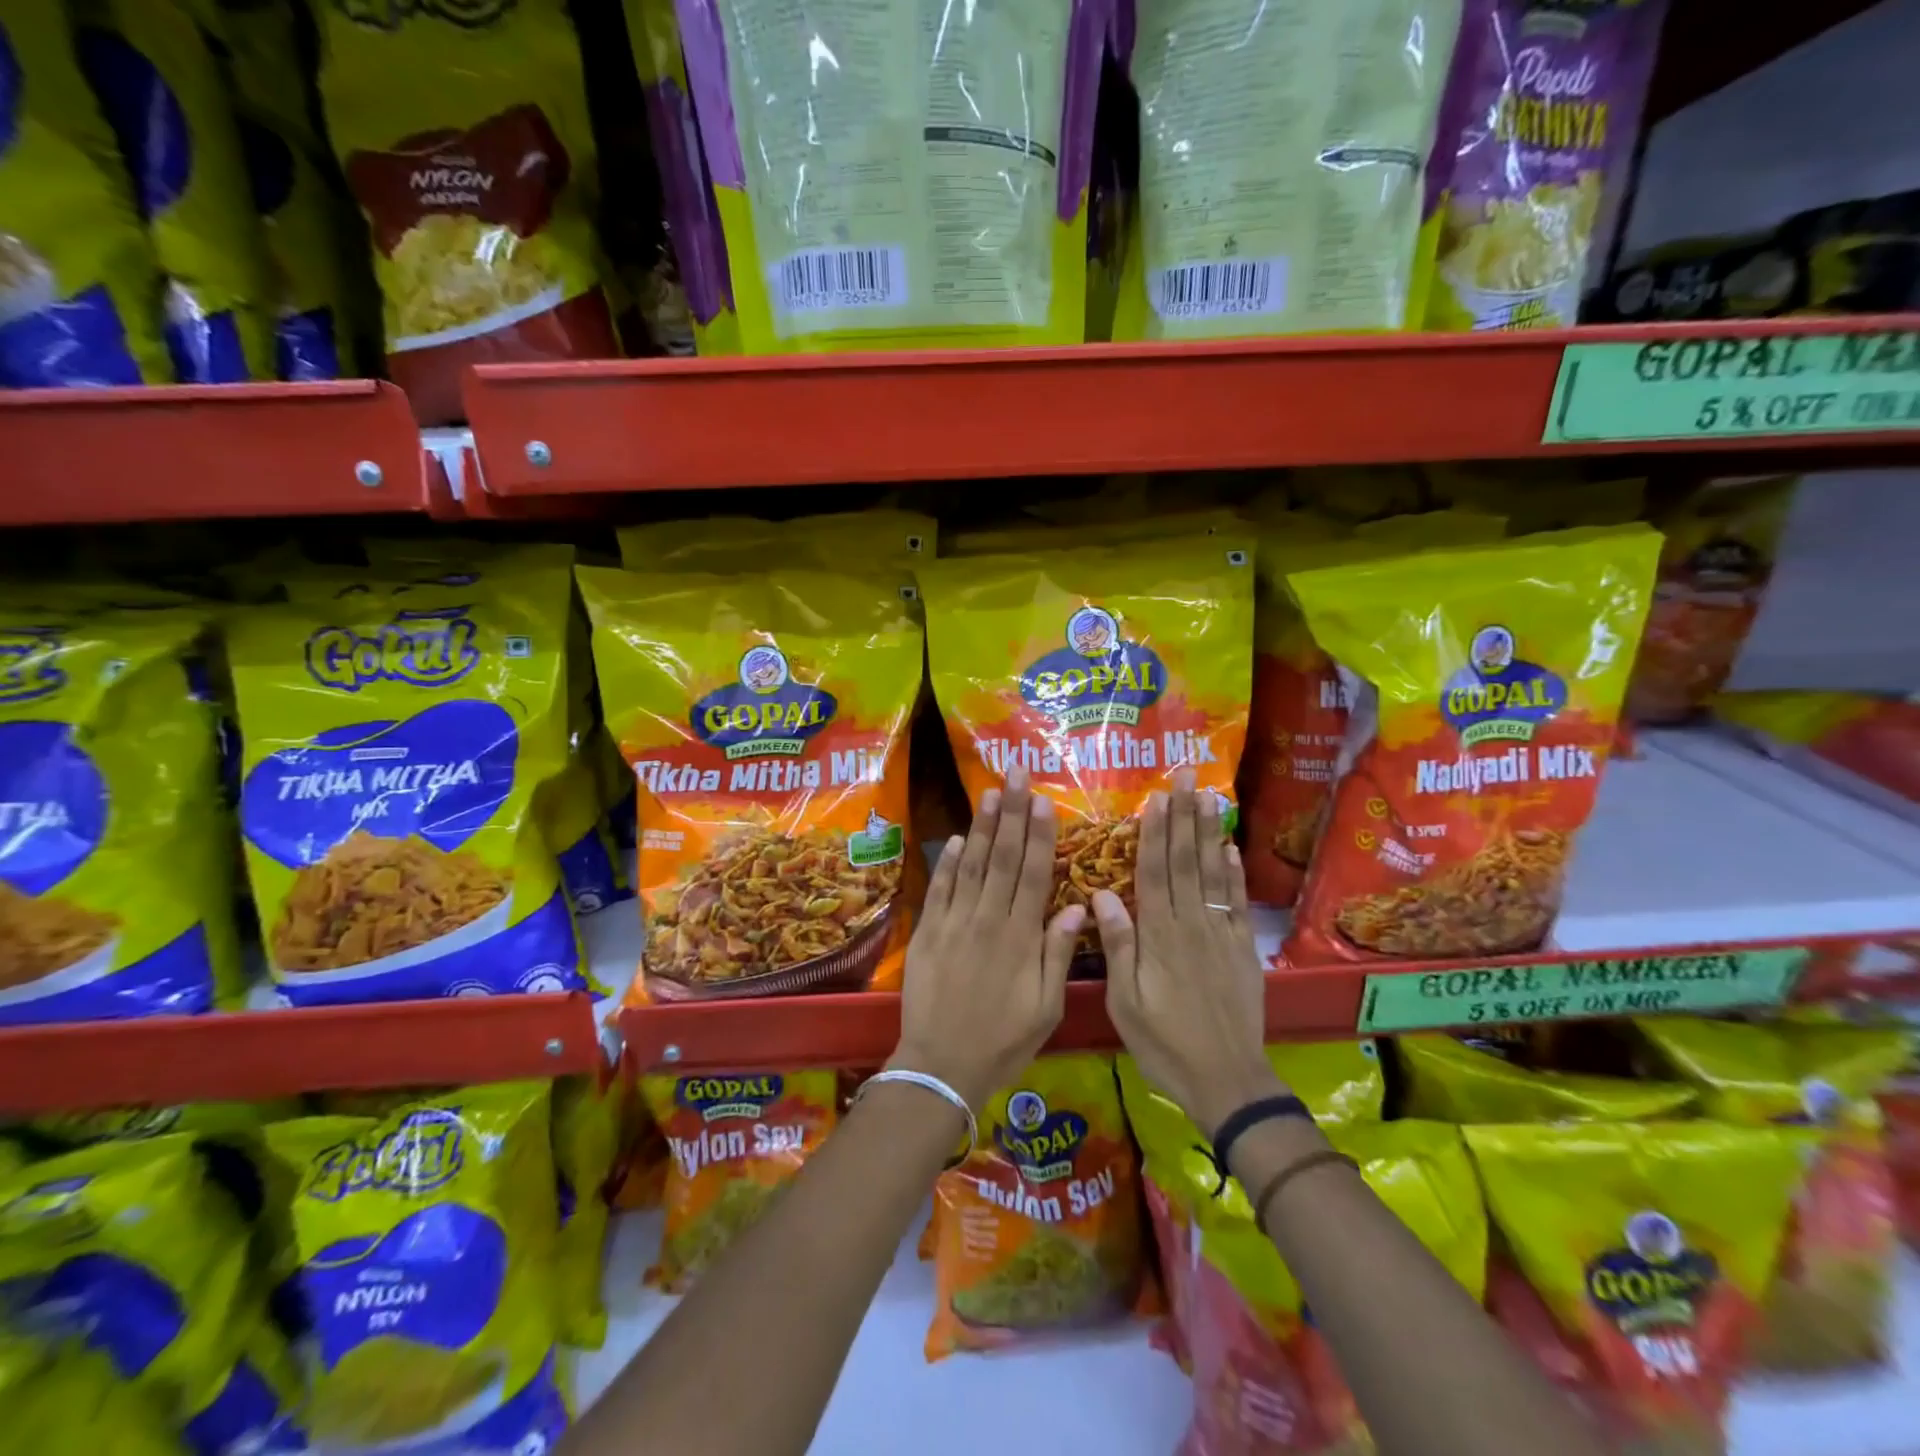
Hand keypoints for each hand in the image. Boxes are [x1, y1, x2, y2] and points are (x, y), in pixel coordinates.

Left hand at [891, 766, 1084, 1108]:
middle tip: (1016, 774)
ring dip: (983, 827)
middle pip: (1004, 858)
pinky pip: (940, 889)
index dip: (1040, 835)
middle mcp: (988, 920)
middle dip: (1012, 813)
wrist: (941, 1065)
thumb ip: (1058, 954)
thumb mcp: (1045, 1008)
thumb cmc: (1003, 1041)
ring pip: (973, 865)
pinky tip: (958, 838)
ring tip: (991, 792)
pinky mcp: (928, 932)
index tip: (1044, 801)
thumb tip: (1077, 907)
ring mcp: (955, 923)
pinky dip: (948, 862)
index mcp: (1021, 937)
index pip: (1034, 874)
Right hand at [1095, 768, 1286, 1135]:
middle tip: (1187, 776)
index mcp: (1159, 936)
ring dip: (1210, 832)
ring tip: (1209, 795)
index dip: (1155, 832)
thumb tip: (1101, 894)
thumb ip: (1118, 946)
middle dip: (1185, 816)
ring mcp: (1221, 934)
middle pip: (1187, 861)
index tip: (1156, 797)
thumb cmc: (1165, 1045)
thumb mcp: (1126, 1003)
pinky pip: (1238, 903)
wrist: (1227, 1081)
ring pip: (1214, 873)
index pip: (1155, 872)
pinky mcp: (1243, 949)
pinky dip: (1235, 873)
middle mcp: (1191, 925)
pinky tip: (1231, 847)